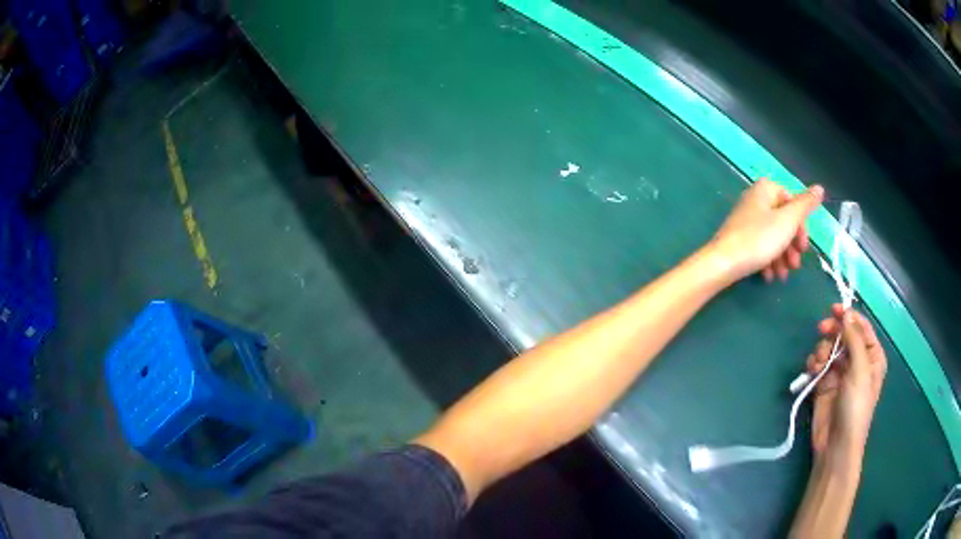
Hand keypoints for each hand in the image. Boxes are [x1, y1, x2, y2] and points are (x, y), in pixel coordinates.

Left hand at [710, 179, 823, 282]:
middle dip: (792, 245)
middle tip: (795, 265)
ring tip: (783, 275)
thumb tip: (819, 188)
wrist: (723, 264)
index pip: (793, 203)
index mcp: (766, 189)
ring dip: (782, 257)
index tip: (803, 247)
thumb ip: (805, 205)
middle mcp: (755, 200)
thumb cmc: (759, 239)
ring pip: (773, 237)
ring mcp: (746, 220)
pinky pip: (760, 247)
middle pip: (783, 221)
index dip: (802, 227)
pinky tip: (769, 277)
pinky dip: (768, 261)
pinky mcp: (739, 238)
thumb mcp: (788, 221)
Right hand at [807, 305, 886, 457]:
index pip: (861, 327)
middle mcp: (857, 361)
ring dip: (822, 350)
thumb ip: (854, 339)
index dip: (849, 316)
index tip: (833, 309)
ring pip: (829, 347)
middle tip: (822, 330)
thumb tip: (846, 313)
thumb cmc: (855, 407)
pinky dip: (814, 363)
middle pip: (844, 334)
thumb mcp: (860, 370)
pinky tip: (813, 371)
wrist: (836, 444)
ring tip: (818, 364)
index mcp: (871, 356)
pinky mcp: (824, 383)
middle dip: (833, 331)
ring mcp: (840, 372)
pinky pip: (818, 363)